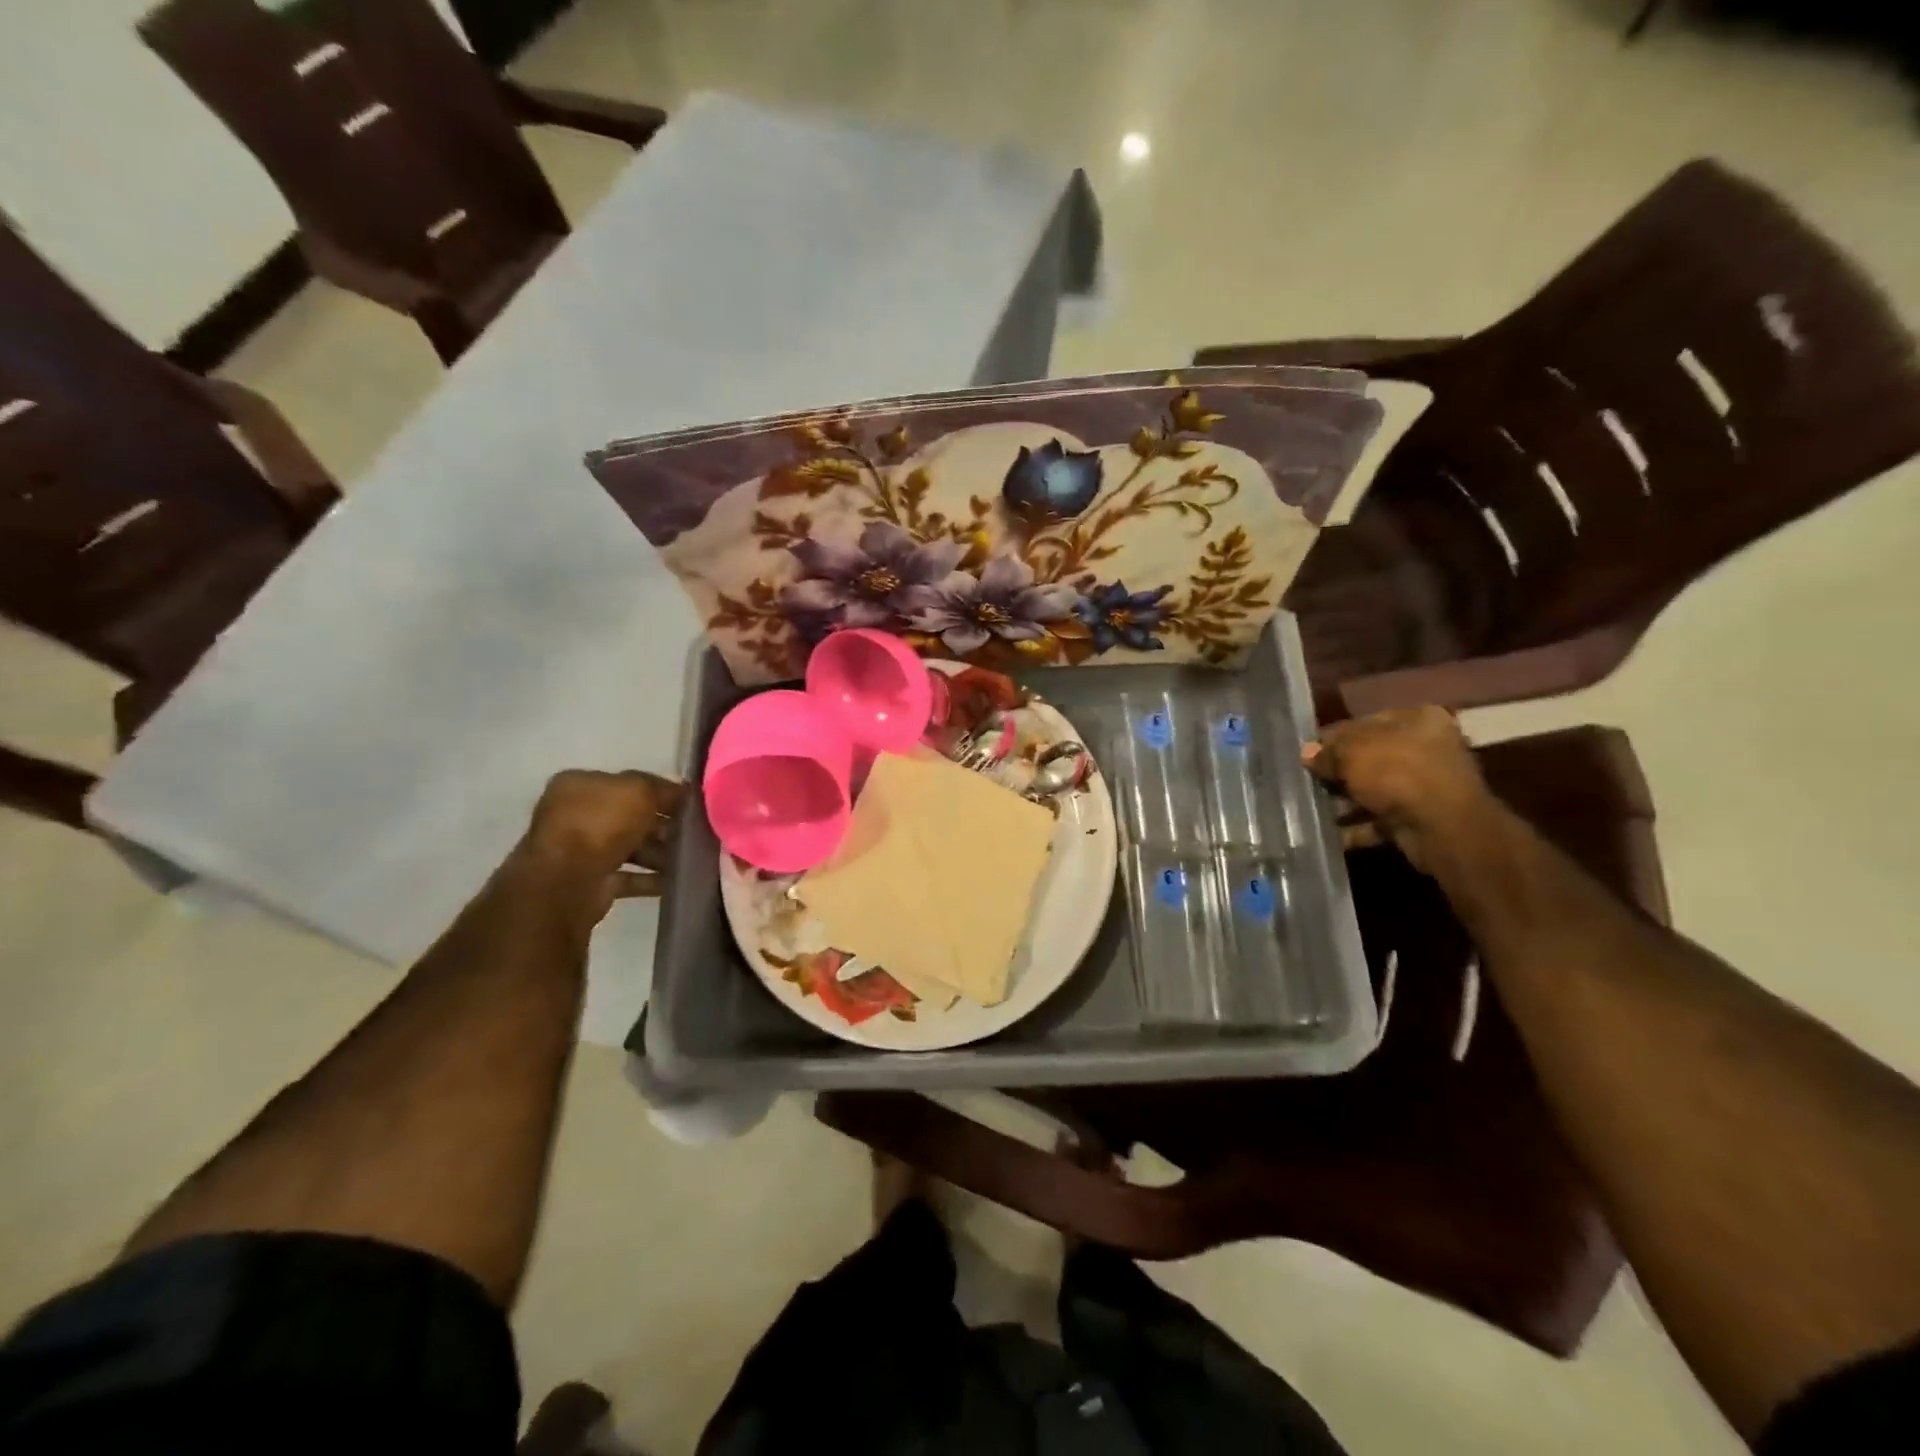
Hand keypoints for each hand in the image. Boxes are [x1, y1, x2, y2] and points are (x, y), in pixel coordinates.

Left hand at [518, 769, 687, 922]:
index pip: (628, 783)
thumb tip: (684, 794)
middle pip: (630, 816)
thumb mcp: (639, 791)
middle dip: (662, 825)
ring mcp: (579, 850)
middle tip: (694, 833)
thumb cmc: (601, 824)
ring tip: (690, 859)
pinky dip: (650, 878)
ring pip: (629, 846)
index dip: (660, 791)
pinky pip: (627, 876)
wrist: (567, 881)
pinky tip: (676, 880)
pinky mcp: (589, 881)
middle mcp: (575, 814)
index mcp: (580, 785)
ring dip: (659, 853)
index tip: (690, 804)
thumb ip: (663, 789)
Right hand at [1302, 707, 1489, 869]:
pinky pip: (1381, 818)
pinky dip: (1358, 826)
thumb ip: (1327, 752)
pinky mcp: (1421, 817)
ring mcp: (1426, 785)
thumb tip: (1307, 753)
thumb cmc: (1397, 773)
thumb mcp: (1352, 753)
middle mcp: (1428, 747)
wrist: (1444, 828)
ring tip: (1315, 808)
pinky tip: (1333, 832)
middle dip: (1339, 771)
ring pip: (1374, 789)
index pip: (1364, 722)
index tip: (1308, 754)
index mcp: (1418, 719)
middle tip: (1309, 781)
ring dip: (1346, 800)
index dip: (1333, 738)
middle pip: (1370, 757)